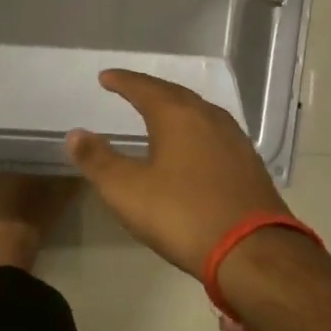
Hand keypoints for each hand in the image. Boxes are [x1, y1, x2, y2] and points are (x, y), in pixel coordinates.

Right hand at [66, 69, 291, 275]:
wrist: (254, 253)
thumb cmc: (182, 214)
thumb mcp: (126, 190)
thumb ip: (97, 159)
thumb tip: (75, 134)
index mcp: (177, 116)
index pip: (144, 88)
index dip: (122, 81)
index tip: (105, 77)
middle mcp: (209, 119)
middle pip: (175, 95)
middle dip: (150, 90)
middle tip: (130, 89)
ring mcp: (235, 141)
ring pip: (199, 113)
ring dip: (176, 108)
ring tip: (160, 112)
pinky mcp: (250, 166)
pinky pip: (215, 133)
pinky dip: (196, 130)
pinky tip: (194, 145)